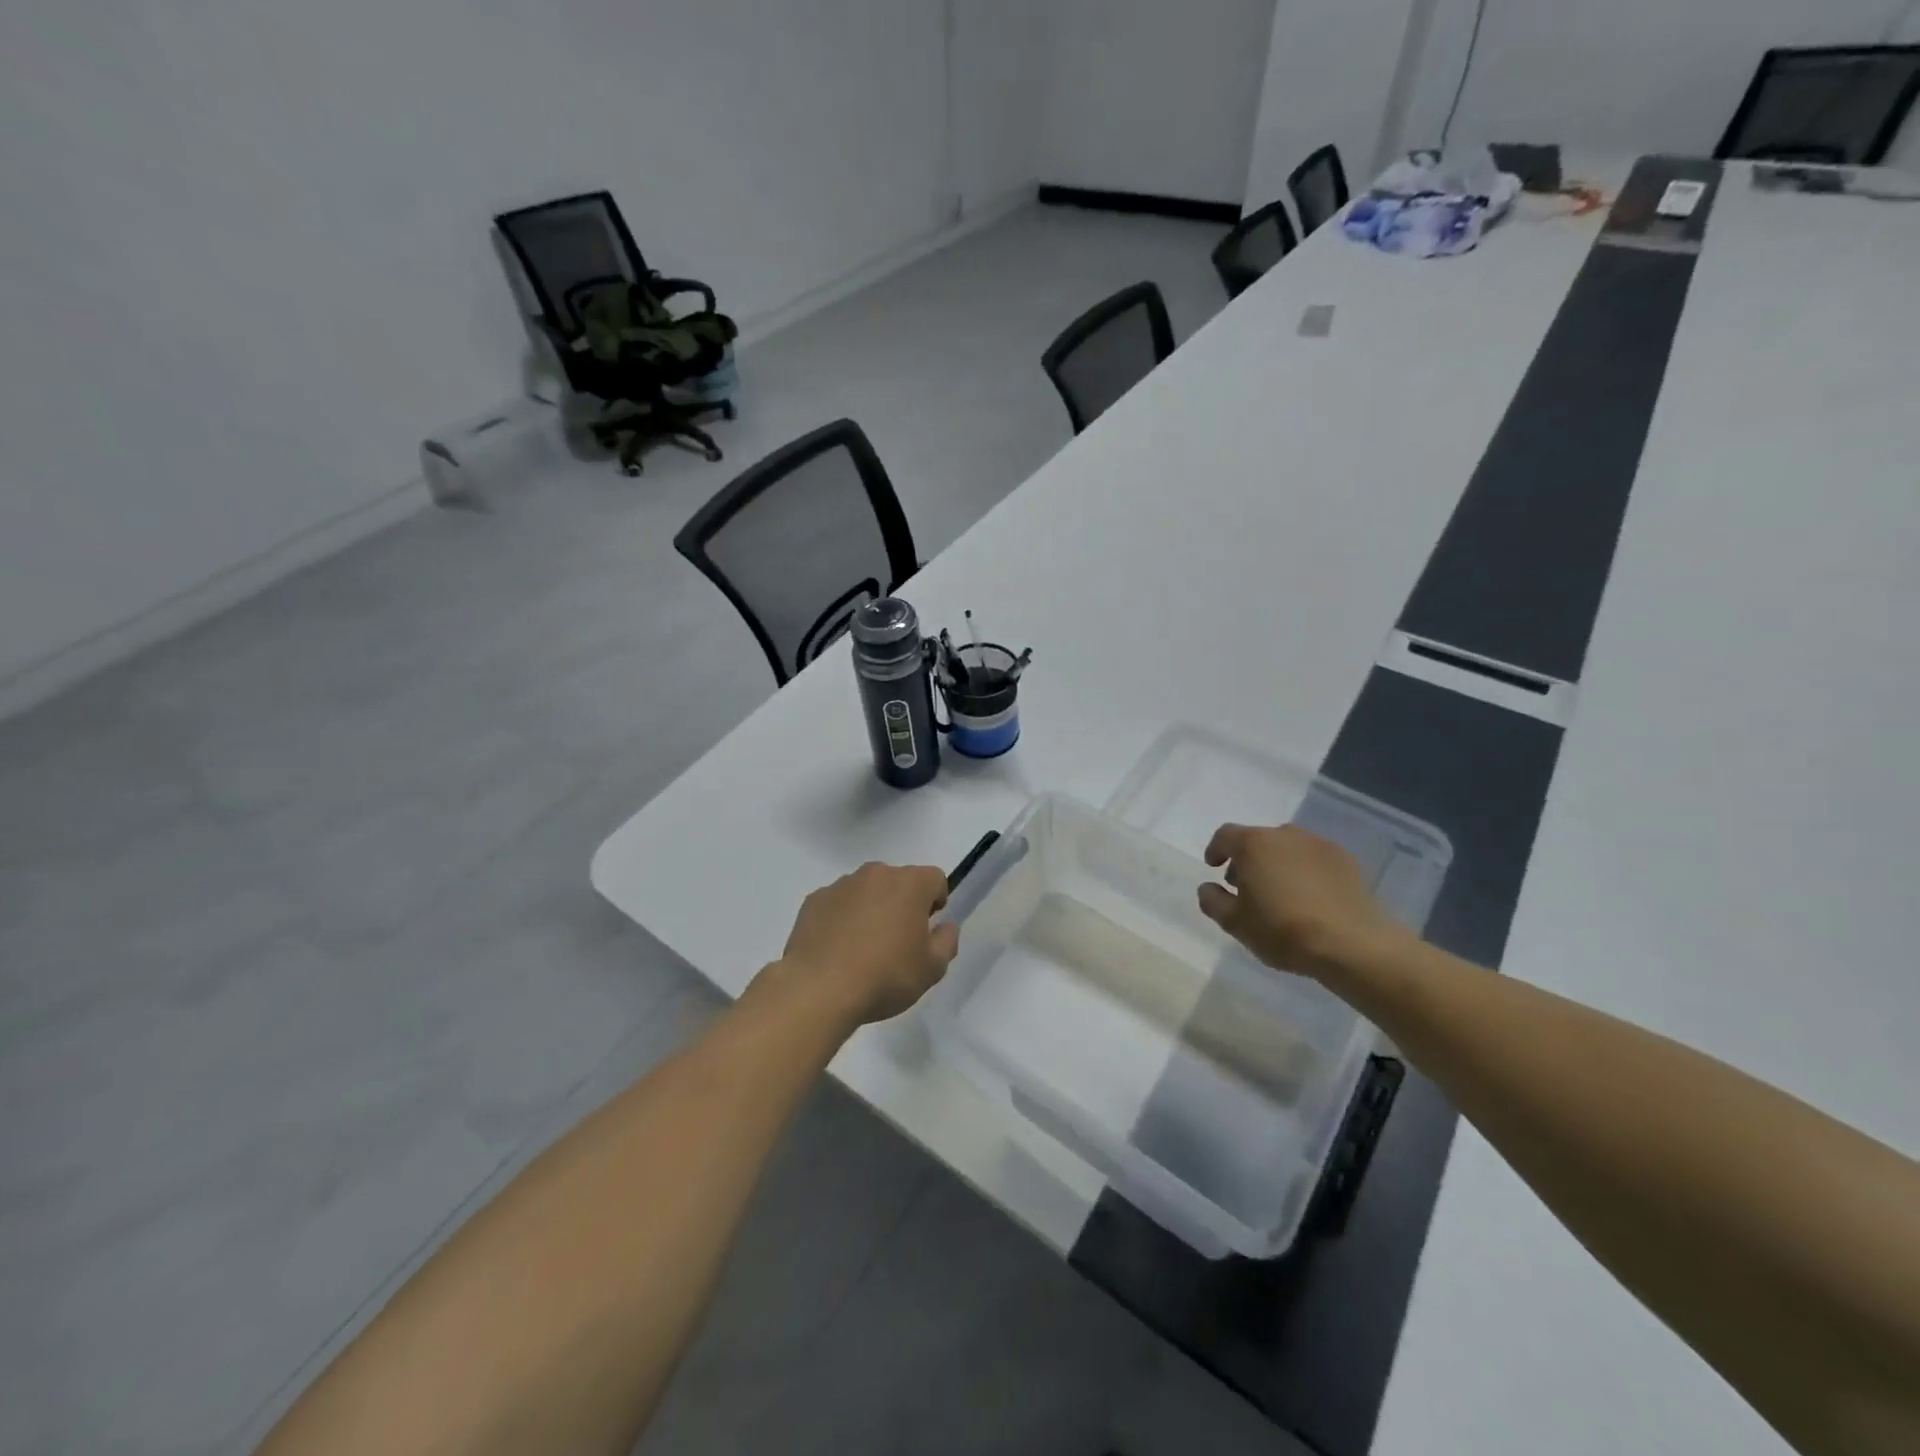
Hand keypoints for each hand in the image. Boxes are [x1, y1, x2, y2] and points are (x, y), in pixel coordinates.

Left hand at [775, 863, 959, 1026]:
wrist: (819, 989)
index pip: (935, 878)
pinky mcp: (814, 900)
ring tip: (863, 948)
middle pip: (898, 881)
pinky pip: (837, 903)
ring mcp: (841, 885)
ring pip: (866, 890)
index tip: (927, 929)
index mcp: (909, 884)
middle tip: (897, 941)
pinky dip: (842, 918)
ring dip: (871, 908)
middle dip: (902, 903)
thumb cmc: (885, 976)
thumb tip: (946, 926)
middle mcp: (876, 874)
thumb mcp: (931, 969)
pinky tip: (837, 949)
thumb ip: (946, 942)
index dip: (936, 901)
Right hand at [1197, 824, 1406, 980]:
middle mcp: (1285, 834)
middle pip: (1257, 839)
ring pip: (1287, 847)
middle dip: (1247, 859)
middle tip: (1245, 886)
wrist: (1352, 944)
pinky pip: (1314, 859)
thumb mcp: (1235, 923)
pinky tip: (1309, 897)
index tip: (1213, 867)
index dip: (1216, 849)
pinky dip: (1304, 870)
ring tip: (1279, 893)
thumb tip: (1208, 887)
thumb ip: (1212, 901)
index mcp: (1253, 844)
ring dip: (1276, 863)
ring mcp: (1319, 844)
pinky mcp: (1346, 860)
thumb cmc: (1283, 930)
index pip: (1225, 835)